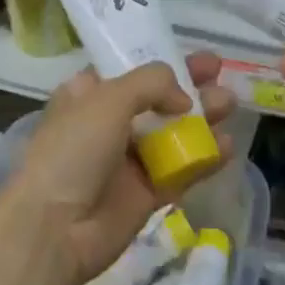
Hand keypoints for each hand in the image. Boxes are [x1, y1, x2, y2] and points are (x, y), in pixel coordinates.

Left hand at [6, 56, 234, 284]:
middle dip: (190, 86)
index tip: (193, 56)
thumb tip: (183, 98)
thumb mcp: (108, 99)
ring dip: (202, 118)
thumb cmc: (74, 151)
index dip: (162, 61)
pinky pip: (180, 170)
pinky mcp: (146, 193)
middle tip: (220, 74)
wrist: (55, 228)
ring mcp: (128, 160)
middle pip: (158, 99)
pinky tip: (227, 146)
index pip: (130, 70)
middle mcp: (109, 123)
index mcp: (89, 95)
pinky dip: (204, 158)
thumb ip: (151, 84)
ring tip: (230, 104)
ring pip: (173, 133)